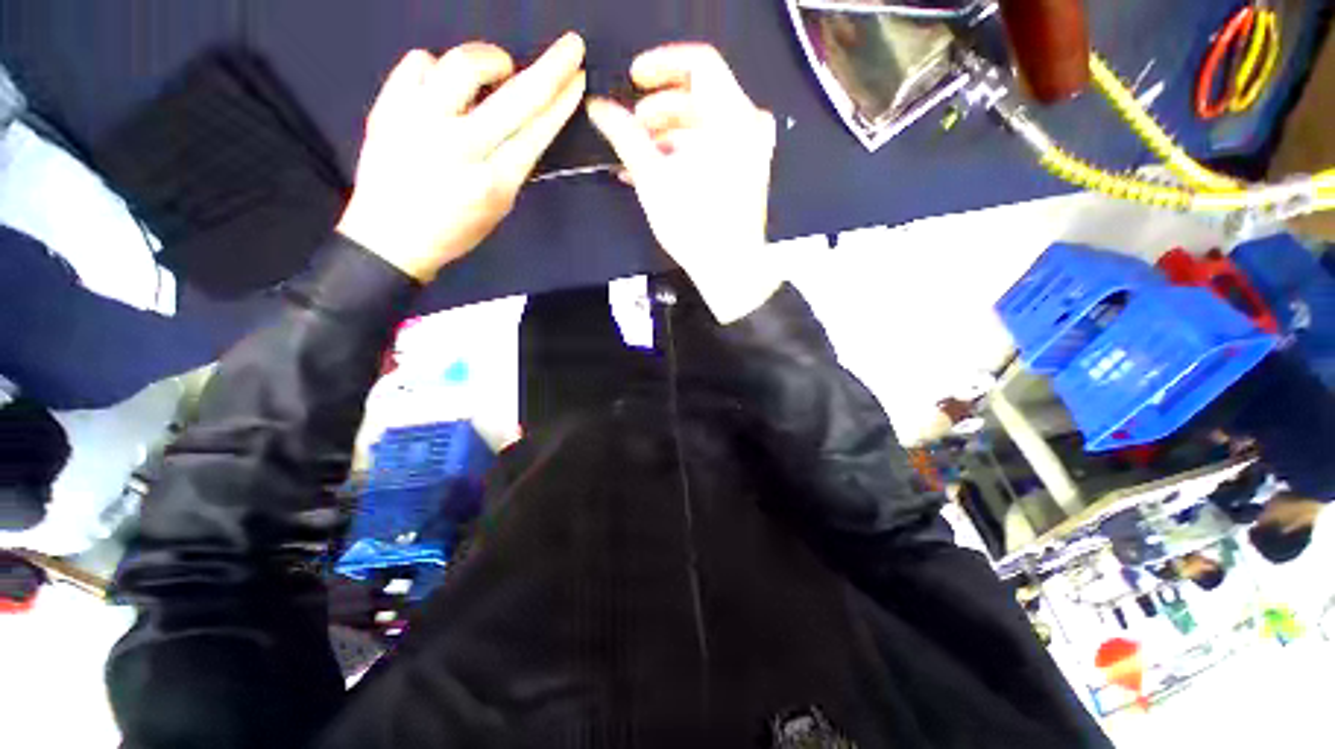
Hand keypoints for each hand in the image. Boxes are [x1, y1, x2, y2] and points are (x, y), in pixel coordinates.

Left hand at [338, 34, 586, 281]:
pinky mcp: (388, 107)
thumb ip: (514, 165)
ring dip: (488, 60)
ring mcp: (420, 123)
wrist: (390, 238)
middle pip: (515, 98)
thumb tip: (526, 122)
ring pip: (462, 65)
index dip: (561, 102)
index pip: (537, 132)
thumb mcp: (498, 208)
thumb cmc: (454, 230)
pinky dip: (435, 68)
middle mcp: (460, 147)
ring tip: (493, 70)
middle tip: (570, 47)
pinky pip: (418, 63)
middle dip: (550, 69)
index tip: (577, 76)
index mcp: (494, 181)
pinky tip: (440, 88)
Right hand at [587, 44, 778, 322]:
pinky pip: (713, 149)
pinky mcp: (746, 173)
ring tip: (636, 159)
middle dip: (658, 111)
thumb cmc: (695, 225)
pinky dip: (685, 154)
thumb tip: (598, 108)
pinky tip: (657, 172)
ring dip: (667, 137)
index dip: (661, 65)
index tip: (633, 81)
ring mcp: (751, 151)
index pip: (699, 63)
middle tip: (631, 131)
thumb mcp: (654, 178)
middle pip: (699, 97)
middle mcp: (749, 126)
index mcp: (733, 117)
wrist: (731, 270)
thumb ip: (625, 136)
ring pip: (703, 126)